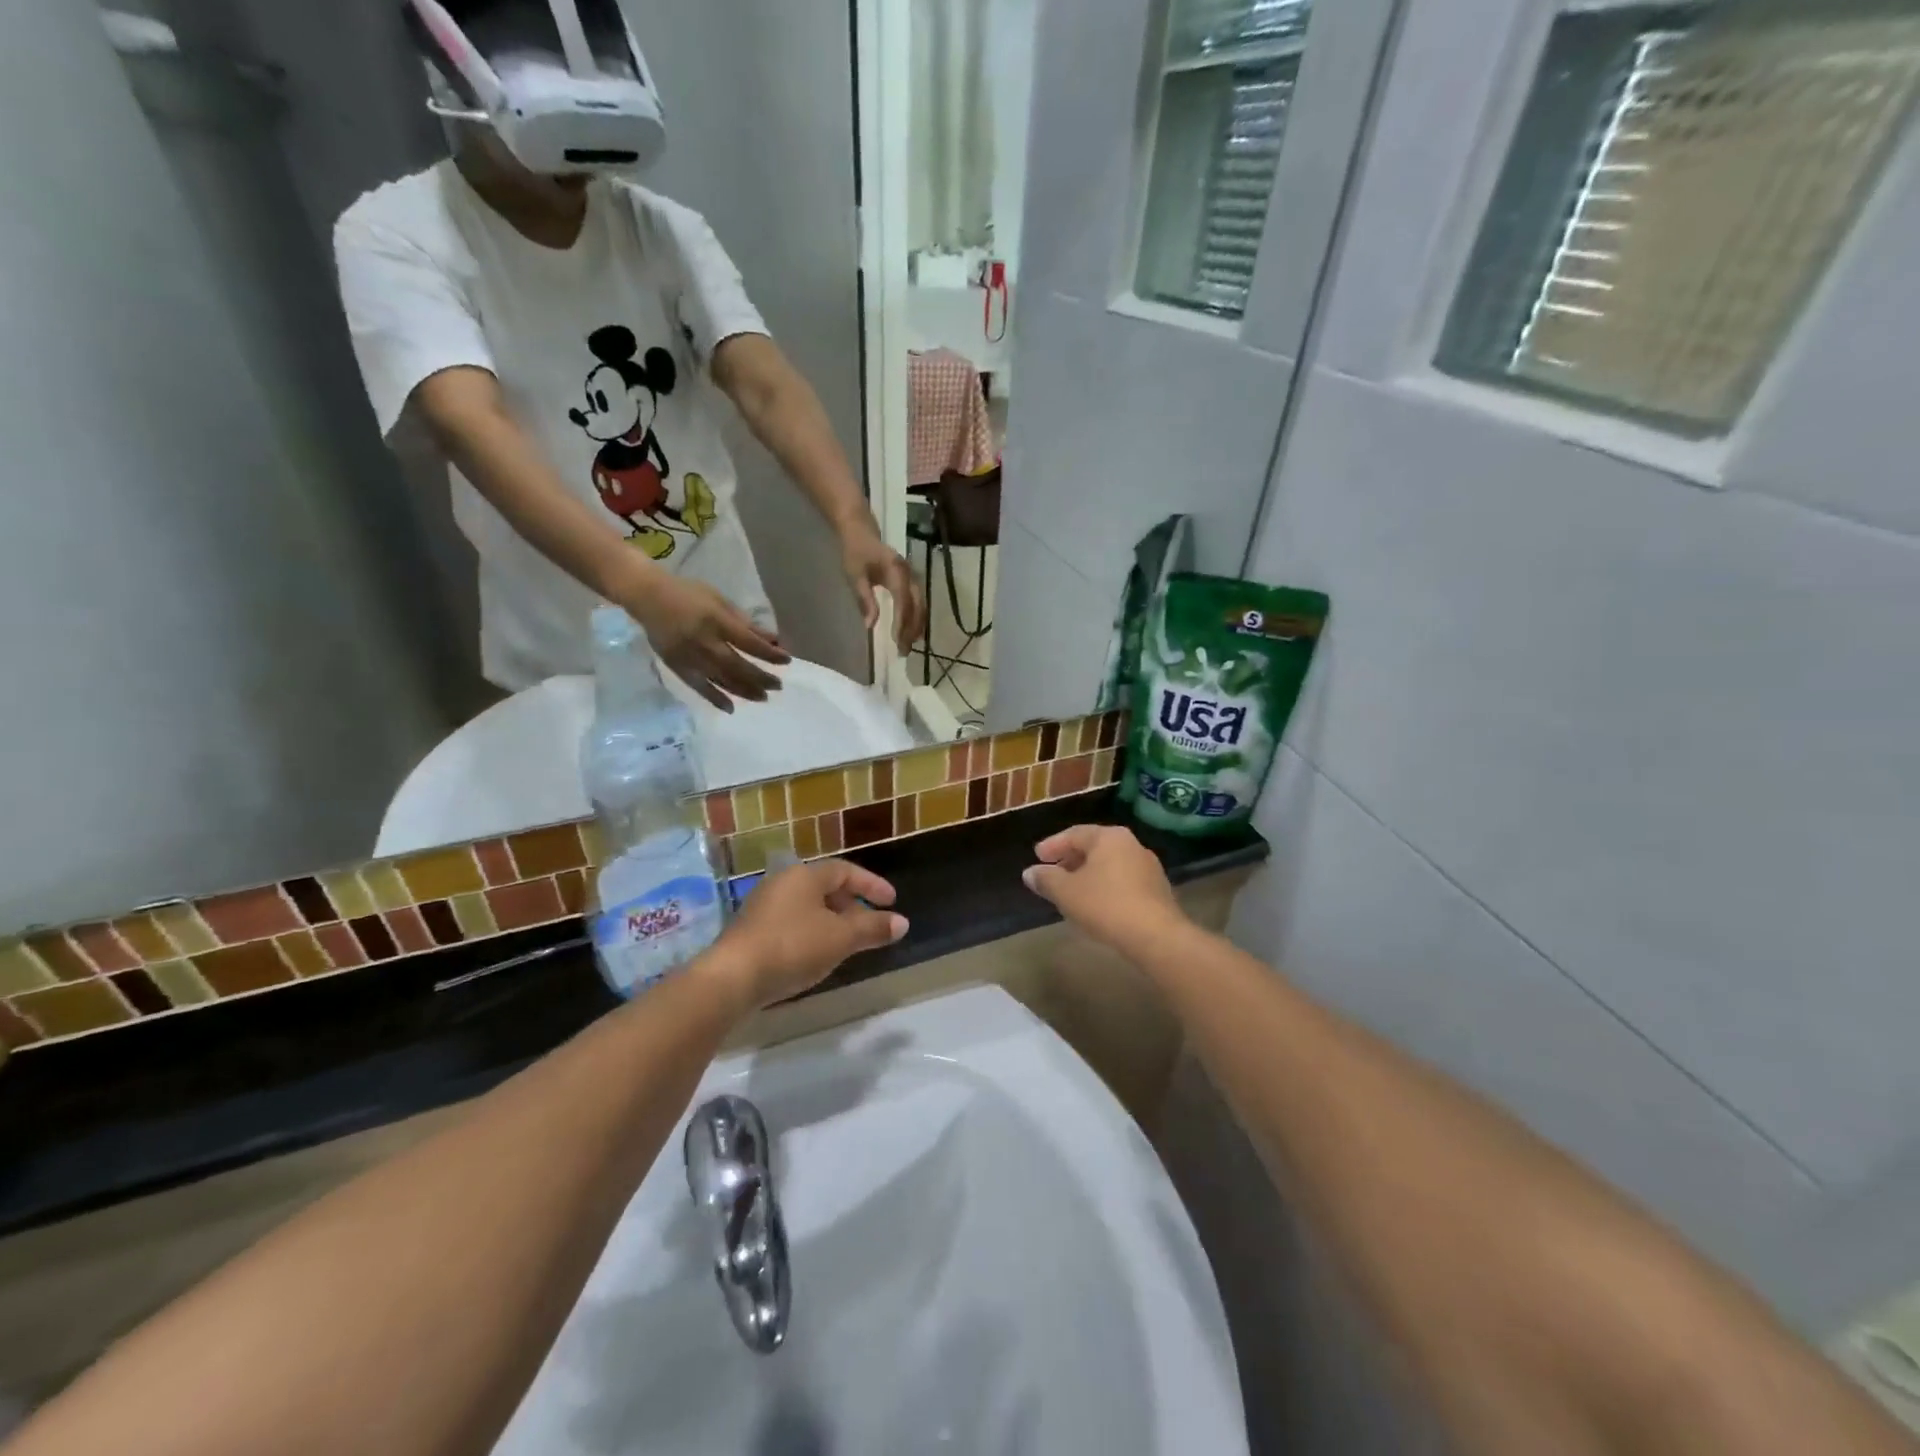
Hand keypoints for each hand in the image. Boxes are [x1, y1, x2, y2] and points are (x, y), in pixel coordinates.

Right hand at [623, 572, 789, 711]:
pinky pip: (699, 687)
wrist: (647, 596)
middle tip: (778, 686)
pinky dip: (715, 698)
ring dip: (745, 691)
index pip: (749, 643)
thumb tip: (772, 639)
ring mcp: (690, 657)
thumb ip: (745, 622)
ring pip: (722, 679)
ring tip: (763, 697)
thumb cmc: (688, 594)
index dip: (770, 654)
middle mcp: (704, 642)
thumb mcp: (720, 600)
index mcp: (716, 621)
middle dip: (761, 678)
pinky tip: (731, 708)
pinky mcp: (678, 667)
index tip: (786, 660)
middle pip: (738, 666)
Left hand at [704, 860, 908, 1011]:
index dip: (871, 884)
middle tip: (871, 925)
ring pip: (808, 907)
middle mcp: (782, 883)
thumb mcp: (840, 938)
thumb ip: (873, 928)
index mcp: (804, 876)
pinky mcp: (752, 931)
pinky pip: (792, 923)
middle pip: (825, 887)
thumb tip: (903, 923)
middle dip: (852, 905)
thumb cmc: (792, 947)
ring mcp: (763, 907)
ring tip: (849, 943)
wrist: (732, 978)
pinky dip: (813, 933)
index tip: (892, 902)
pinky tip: (818, 956)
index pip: (845, 870)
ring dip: (833, 921)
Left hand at [840, 521, 925, 655]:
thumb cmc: (856, 553)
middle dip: (911, 630)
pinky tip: (911, 632)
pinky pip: (919, 602)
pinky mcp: (912, 581)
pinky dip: (917, 618)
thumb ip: (865, 599)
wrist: (862, 532)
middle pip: (917, 606)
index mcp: (896, 572)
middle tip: (903, 651)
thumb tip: (870, 625)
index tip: (896, 641)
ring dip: (916, 627)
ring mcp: (913, 577)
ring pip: (921, 606)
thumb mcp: (855, 576)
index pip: (903, 601)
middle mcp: (909, 575)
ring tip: (908, 645)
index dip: (901, 622)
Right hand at [1023, 826, 1184, 952]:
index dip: (1052, 845)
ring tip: (1072, 890)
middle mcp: (1131, 844)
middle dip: (1071, 859)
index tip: (1037, 857)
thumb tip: (1030, 872)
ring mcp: (1148, 866)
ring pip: (1110, 864)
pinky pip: (1123, 880)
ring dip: (1088, 874)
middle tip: (1053, 872)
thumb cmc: (1106, 906)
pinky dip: (1105, 886)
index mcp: (1109, 837)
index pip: (1074, 834)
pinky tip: (1096, 904)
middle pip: (1094, 847)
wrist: (1157, 936)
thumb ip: (1046, 879)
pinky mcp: (1158, 889)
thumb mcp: (1066, 892)